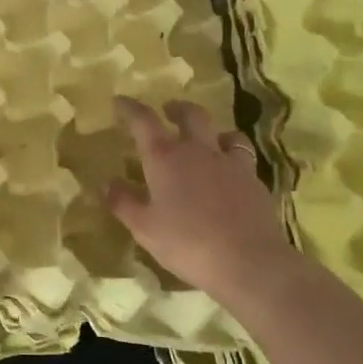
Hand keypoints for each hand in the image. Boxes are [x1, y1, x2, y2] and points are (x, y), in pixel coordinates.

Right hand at [104, 97, 295, 302]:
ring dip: (213, 131)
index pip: (143, 120)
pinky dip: (233, 158)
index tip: (120, 101)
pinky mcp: (254, 182)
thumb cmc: (187, 242)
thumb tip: (108, 183)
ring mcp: (231, 164)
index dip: (130, 108)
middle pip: (191, 115)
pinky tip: (231, 174)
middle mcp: (198, 151)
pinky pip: (243, 159)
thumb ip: (124, 202)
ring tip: (209, 139)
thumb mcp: (144, 227)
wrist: (249, 262)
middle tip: (169, 111)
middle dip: (178, 109)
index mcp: (165, 157)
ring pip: (226, 133)